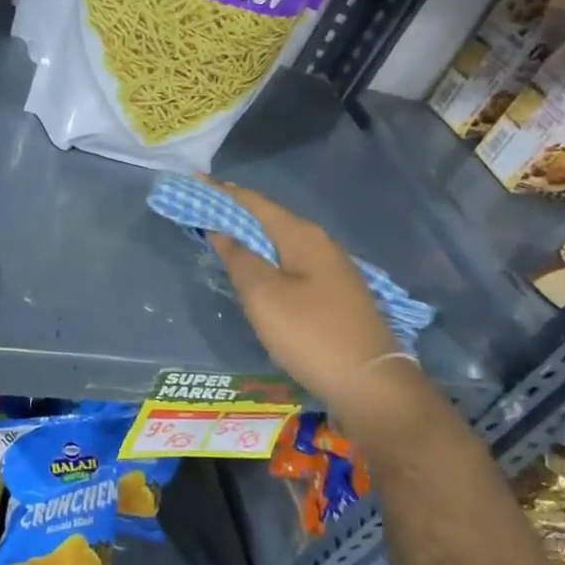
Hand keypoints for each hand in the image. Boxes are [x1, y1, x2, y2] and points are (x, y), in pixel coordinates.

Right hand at [205, 182, 403, 411]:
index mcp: (302, 236)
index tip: (195, 181)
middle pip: (270, 220)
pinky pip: (291, 264)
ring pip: (282, 243)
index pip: (255, 203)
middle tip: (203, 208)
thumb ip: (240, 259)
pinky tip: (256, 270)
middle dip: (236, 212)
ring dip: (252, 237)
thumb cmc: (310, 334)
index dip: (223, 192)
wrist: (369, 382)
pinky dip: (267, 259)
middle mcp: (320, 245)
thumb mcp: (264, 296)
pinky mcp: (334, 295)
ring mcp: (332, 270)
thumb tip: (222, 231)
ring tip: (222, 235)